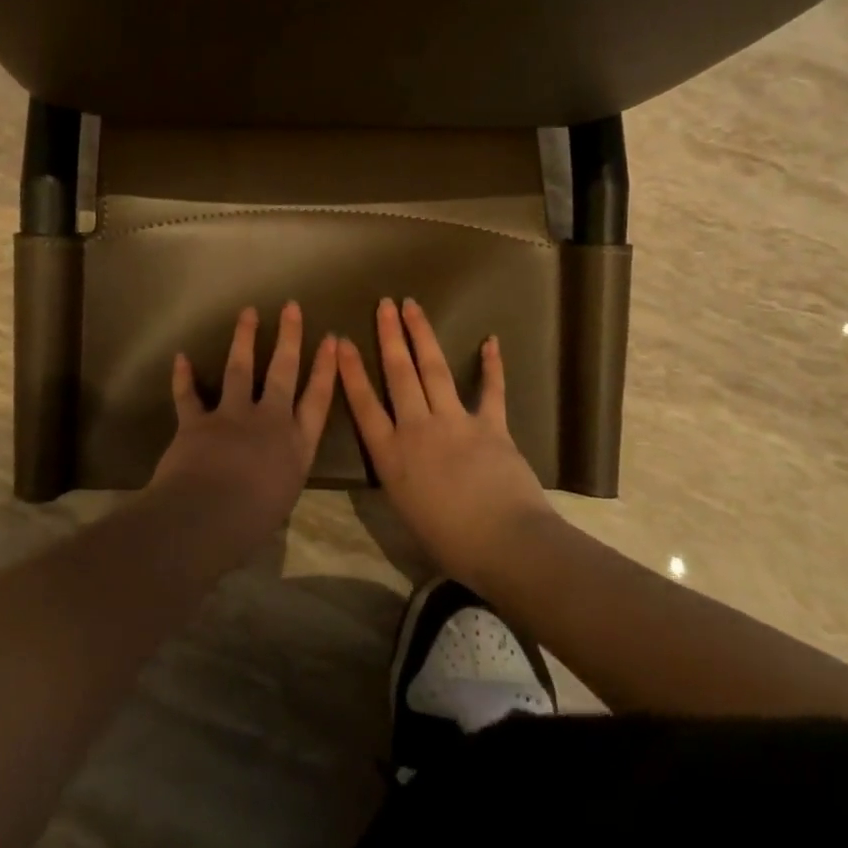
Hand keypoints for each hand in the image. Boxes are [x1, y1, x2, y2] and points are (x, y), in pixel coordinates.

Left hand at [150, 302, 338, 551]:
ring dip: (243, 338)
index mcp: (296, 445)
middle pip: (283, 371)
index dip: (326, 368)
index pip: (318, 399)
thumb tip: (270, 470)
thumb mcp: (281, 498)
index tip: (332, 339)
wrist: (206, 518)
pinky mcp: (198, 422)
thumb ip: (279, 474)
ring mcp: (232, 417)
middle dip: (289, 337)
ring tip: (248, 313)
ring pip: (240, 369)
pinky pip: (188, 395)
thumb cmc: (251, 522)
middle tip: (291, 307)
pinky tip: (181, 357)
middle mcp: (269, 422)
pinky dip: (183, 377)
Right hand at [338, 298, 556, 590]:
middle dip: (389, 336)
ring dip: (422, 335)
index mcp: (391, 456)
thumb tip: (399, 460)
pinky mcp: (490, 425)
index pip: (363, 405)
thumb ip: (400, 477)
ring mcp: (455, 422)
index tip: (342, 341)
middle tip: (384, 304)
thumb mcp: (406, 512)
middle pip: (398, 374)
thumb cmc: (450, 542)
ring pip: (433, 370)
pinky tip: (491, 341)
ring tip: (412, 307)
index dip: (351, 371)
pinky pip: (491, 390)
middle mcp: (417, 429)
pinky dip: (492, 366)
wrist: (505, 543)